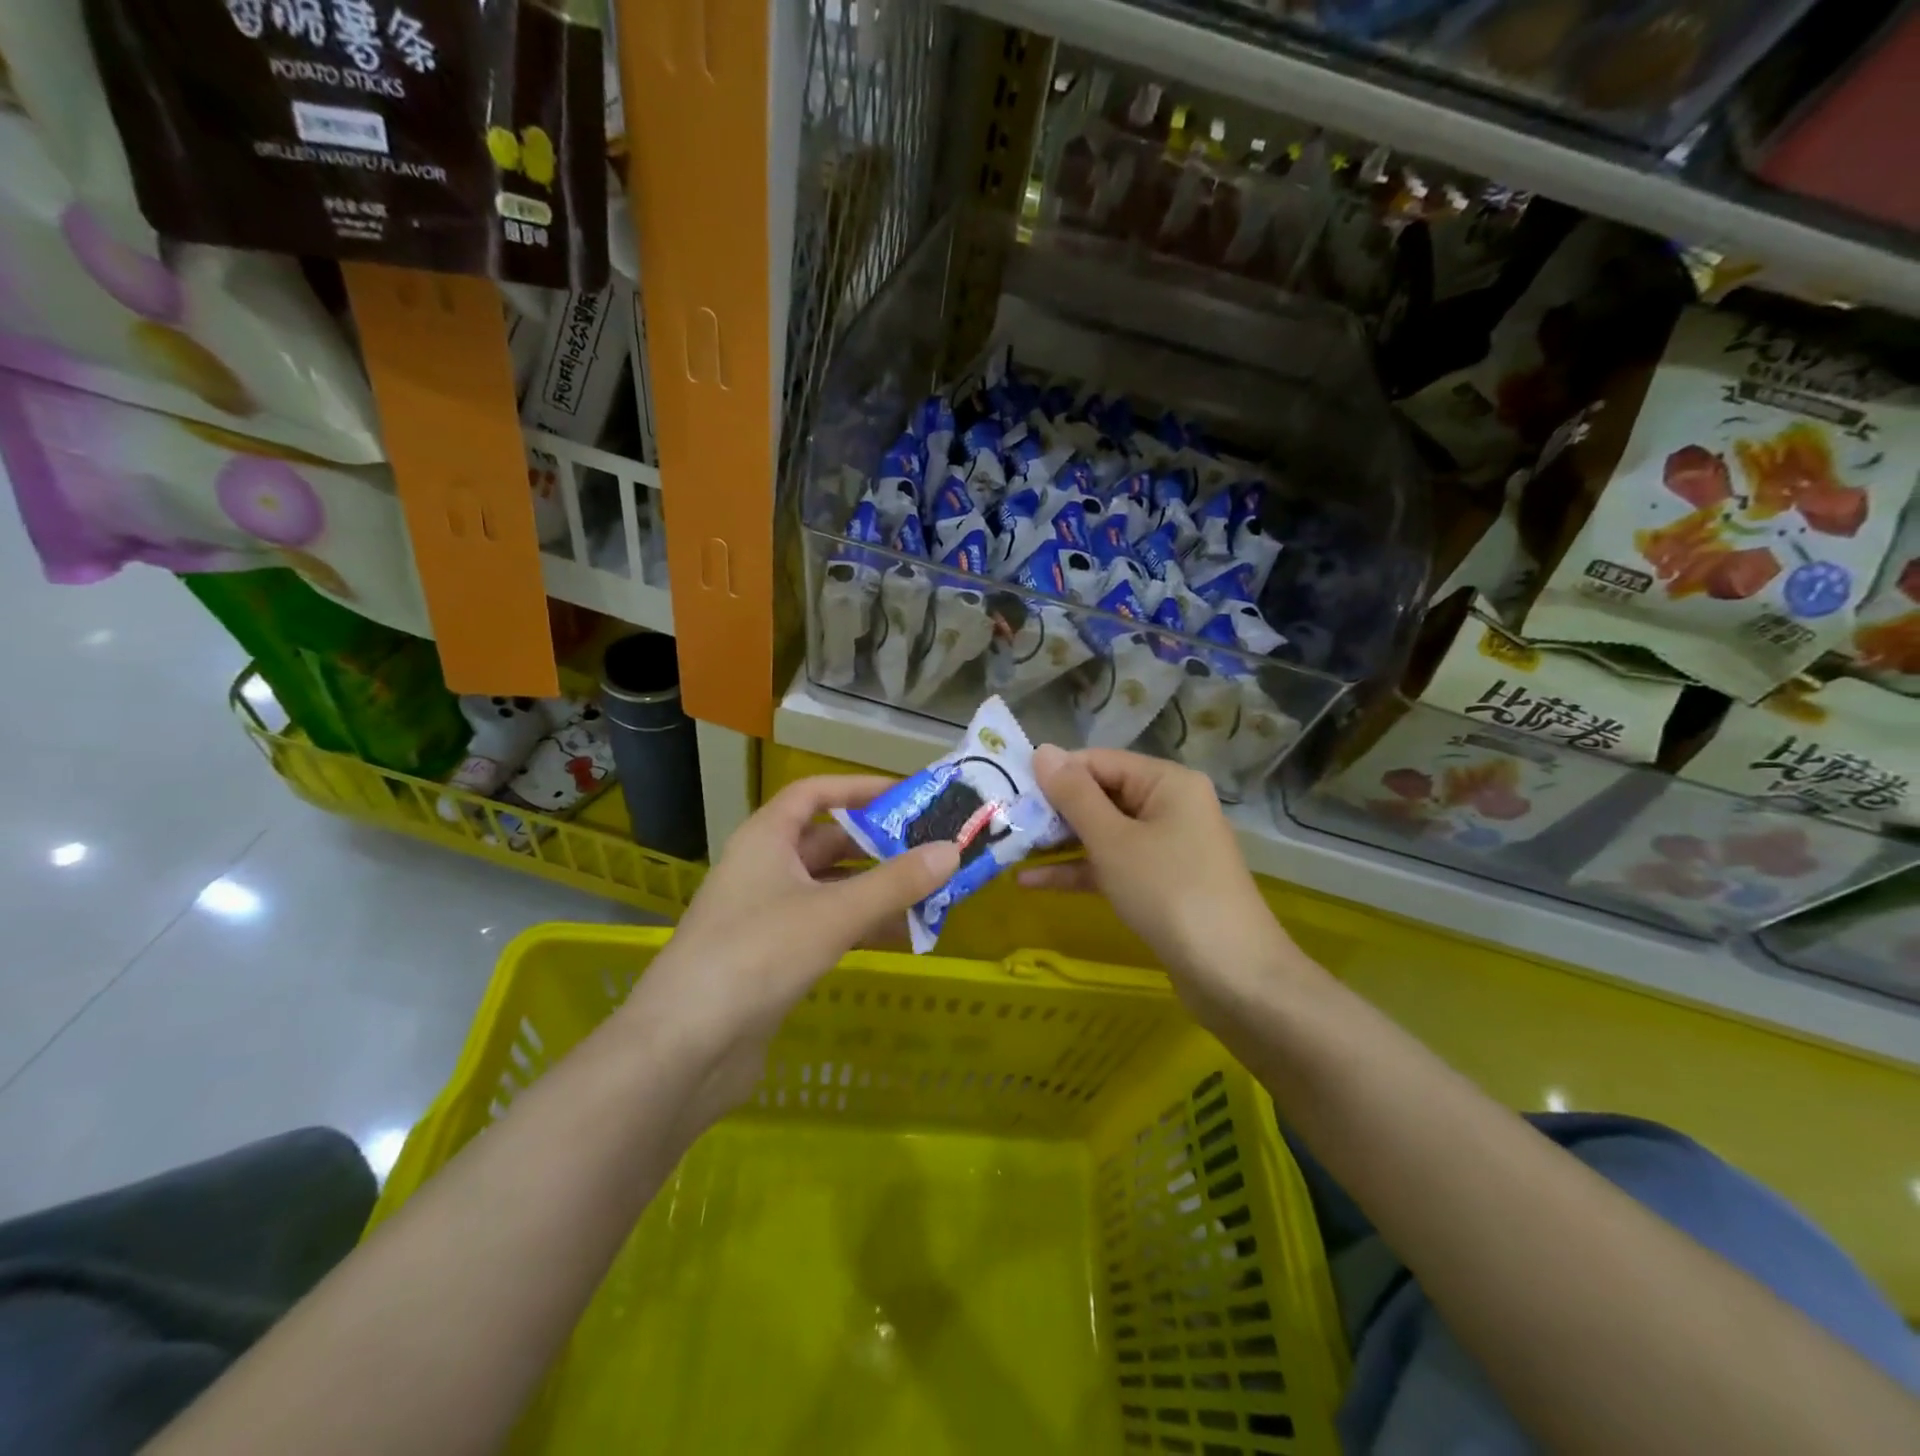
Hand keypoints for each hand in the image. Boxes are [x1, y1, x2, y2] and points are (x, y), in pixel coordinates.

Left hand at [619, 776, 957, 1128]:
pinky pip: (825, 926)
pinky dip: (861, 927)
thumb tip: (952, 851)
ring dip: (876, 891)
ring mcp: (765, 915)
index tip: (907, 796)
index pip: (814, 793)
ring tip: (931, 896)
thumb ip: (896, 883)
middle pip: (828, 843)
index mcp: (766, 838)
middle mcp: (764, 868)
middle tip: (933, 852)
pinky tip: (902, 938)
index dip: (859, 789)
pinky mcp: (771, 957)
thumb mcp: (834, 913)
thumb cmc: (758, 954)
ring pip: (831, 889)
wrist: (686, 1047)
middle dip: (879, 847)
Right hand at [1020, 745, 1315, 1026]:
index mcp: (1166, 782)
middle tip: (1003, 821)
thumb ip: (1074, 795)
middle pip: (1100, 795)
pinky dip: (1078, 870)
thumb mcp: (1113, 840)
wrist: (1233, 976)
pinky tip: (1031, 882)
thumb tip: (1042, 750)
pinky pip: (1112, 864)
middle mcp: (1169, 806)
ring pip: (1103, 833)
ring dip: (1059, 843)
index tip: (1009, 790)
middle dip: (1053, 811)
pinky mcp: (1159, 883)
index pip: (1098, 761)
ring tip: (1009, 849)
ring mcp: (1166, 846)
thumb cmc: (1169, 892)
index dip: (1054, 774)